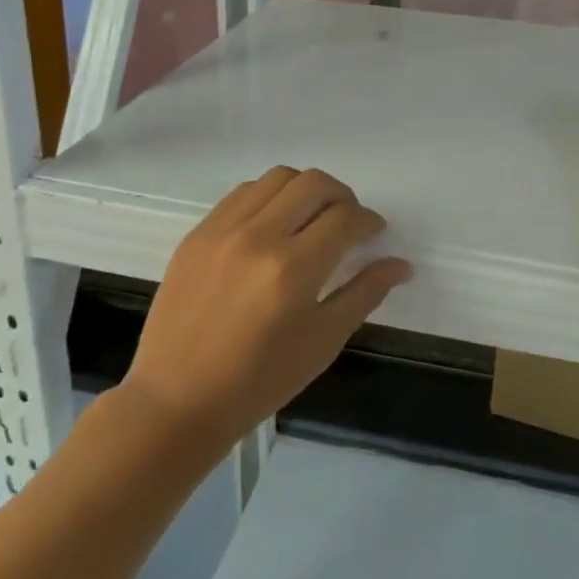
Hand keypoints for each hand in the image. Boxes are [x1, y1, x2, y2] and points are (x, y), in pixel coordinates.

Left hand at [122, 167, 411, 448]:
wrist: (177, 400)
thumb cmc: (259, 381)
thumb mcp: (322, 341)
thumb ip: (364, 293)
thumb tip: (401, 264)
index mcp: (293, 269)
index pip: (345, 218)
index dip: (369, 220)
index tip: (374, 232)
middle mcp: (258, 236)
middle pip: (313, 183)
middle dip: (342, 195)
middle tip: (348, 221)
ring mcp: (222, 230)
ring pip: (277, 178)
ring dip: (304, 189)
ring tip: (310, 218)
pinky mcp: (198, 233)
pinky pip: (242, 193)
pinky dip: (268, 197)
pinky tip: (272, 225)